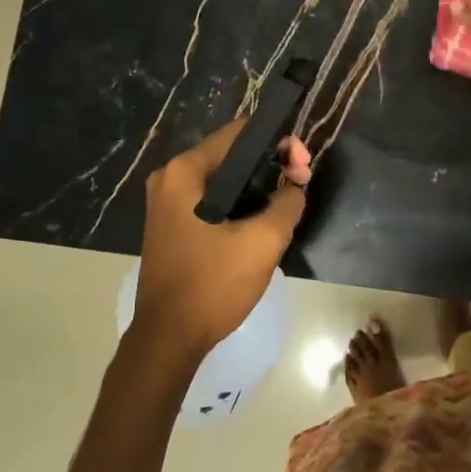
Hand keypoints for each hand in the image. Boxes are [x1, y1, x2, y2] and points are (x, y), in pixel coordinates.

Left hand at [131, 121, 310, 361]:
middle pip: (231, 155)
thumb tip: (295, 187)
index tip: (303, 165)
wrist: (169, 338)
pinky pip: (212, 200)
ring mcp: (167, 203)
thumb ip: (287, 204)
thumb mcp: (263, 242)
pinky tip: (262, 221)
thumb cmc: (213, 285)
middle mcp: (170, 178)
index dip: (278, 142)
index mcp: (185, 172)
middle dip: (270, 165)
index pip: (240, 133)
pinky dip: (239, 204)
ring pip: (224, 180)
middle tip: (301, 184)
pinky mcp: (172, 225)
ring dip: (257, 186)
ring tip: (288, 203)